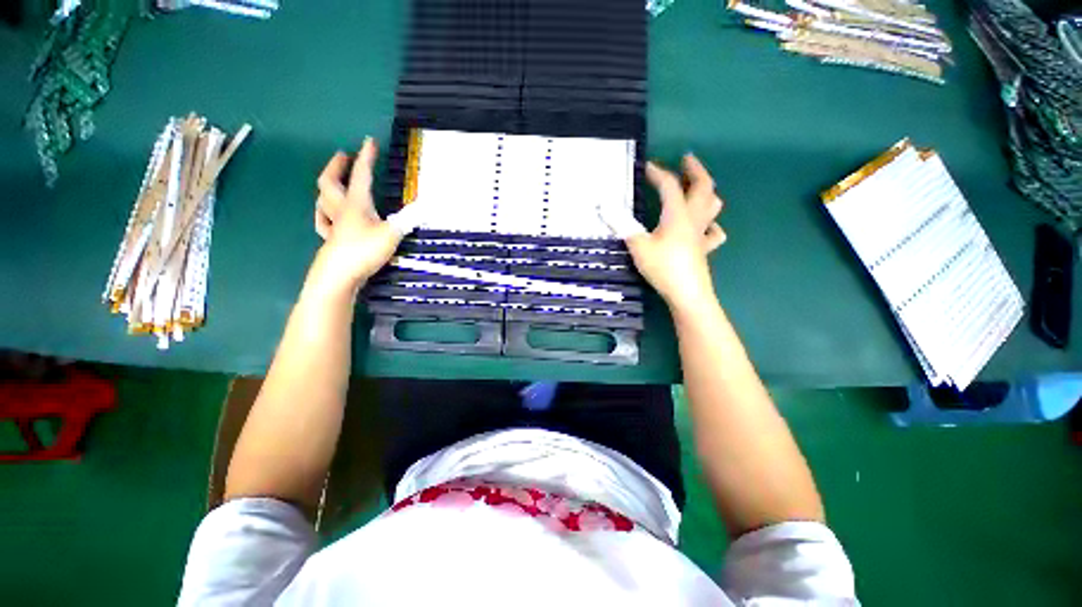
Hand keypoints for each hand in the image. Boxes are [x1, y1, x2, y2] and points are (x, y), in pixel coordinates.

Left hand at [311, 137, 401, 291]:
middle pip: (330, 182)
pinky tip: (327, 216)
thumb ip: (408, 219)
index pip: (361, 175)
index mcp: (356, 204)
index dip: (366, 157)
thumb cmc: (364, 251)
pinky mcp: (331, 240)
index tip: (369, 141)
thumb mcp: (392, 234)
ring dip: (326, 187)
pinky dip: (324, 214)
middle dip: (336, 166)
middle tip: (342, 156)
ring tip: (332, 183)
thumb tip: (425, 207)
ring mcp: (333, 225)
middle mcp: (341, 210)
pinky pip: (323, 222)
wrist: (338, 276)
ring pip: (322, 200)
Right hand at [625, 154, 725, 311]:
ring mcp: (702, 234)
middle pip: (703, 187)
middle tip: (687, 159)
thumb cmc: (663, 268)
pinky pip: (714, 232)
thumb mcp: (638, 246)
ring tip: (698, 187)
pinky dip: (711, 224)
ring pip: (713, 205)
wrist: (687, 294)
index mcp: (677, 214)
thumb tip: (605, 207)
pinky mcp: (704, 249)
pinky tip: (706, 227)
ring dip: (707, 191)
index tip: (647, 166)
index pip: (669, 185)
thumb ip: (623, 225)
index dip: (658, 173)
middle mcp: (693, 219)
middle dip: (695, 170)